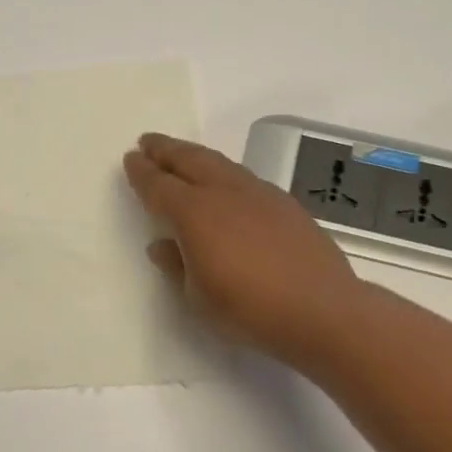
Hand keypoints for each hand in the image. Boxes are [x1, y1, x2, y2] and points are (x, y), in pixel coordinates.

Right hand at [123, 133, 359, 370]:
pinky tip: (226, 183)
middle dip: (166, 150)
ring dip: (196, 156)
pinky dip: (224, 173)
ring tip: (183, 155)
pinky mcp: (285, 204)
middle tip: (149, 142)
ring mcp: (259, 194)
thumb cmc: (249, 309)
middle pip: (190, 161)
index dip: (142, 172)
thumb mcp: (198, 297)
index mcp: (195, 213)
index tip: (130, 158)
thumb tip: (161, 244)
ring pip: (220, 164)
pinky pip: (244, 177)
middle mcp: (225, 193)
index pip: (159, 185)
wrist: (321, 309)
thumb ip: (176, 266)